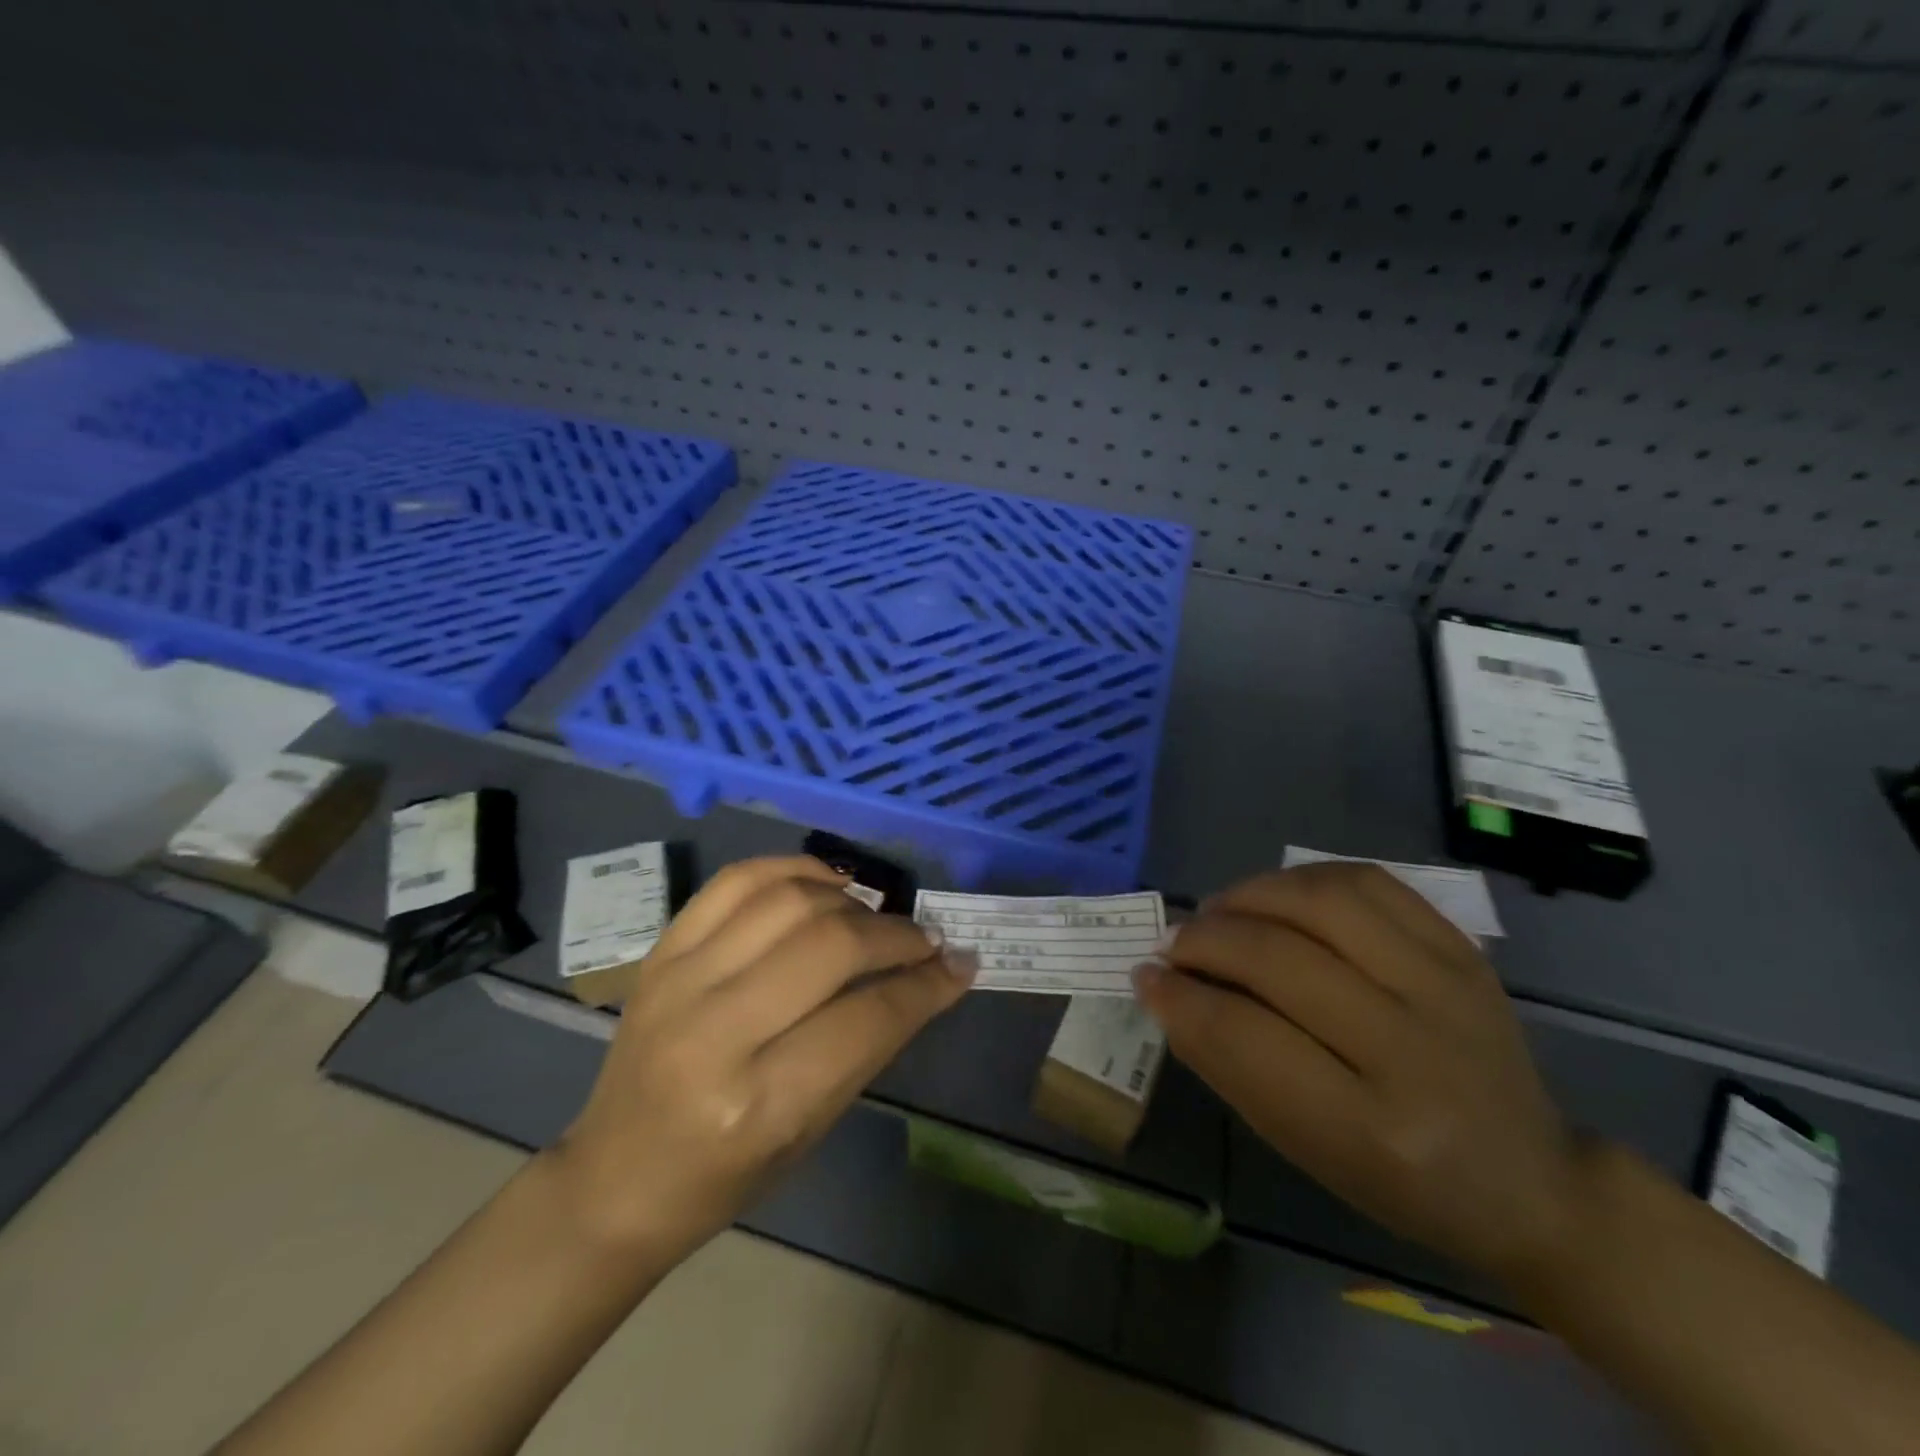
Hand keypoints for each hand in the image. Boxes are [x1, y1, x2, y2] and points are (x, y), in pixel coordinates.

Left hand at [556, 856, 973, 1261]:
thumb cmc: (724, 1177)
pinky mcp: (662, 952)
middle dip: (896, 936)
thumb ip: (872, 1043)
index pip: (868, 1017)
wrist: (615, 1179)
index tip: (960, 964)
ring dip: (851, 902)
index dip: (926, 985)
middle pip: (831, 946)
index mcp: (760, 1102)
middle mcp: (717, 1030)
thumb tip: (938, 975)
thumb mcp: (812, 1129)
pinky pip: (737, 880)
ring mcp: (681, 980)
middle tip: (924, 941)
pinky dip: (793, 870)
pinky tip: (825, 885)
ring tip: (874, 918)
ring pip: (790, 901)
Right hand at [1135, 862, 1583, 1285]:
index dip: (1179, 998)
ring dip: (1248, 896)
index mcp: (1371, 1128)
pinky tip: (1276, 897)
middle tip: (1174, 945)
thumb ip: (1227, 1062)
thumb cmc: (1397, 1182)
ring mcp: (1446, 987)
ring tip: (1219, 912)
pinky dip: (1302, 879)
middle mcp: (1414, 1049)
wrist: (1529, 1180)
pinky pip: (1368, 882)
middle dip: (1204, 941)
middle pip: (1278, 958)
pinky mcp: (1462, 950)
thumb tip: (1163, 985)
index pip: (1244, 1037)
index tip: (1145, 978)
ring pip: (1321, 901)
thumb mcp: (1300, 1145)